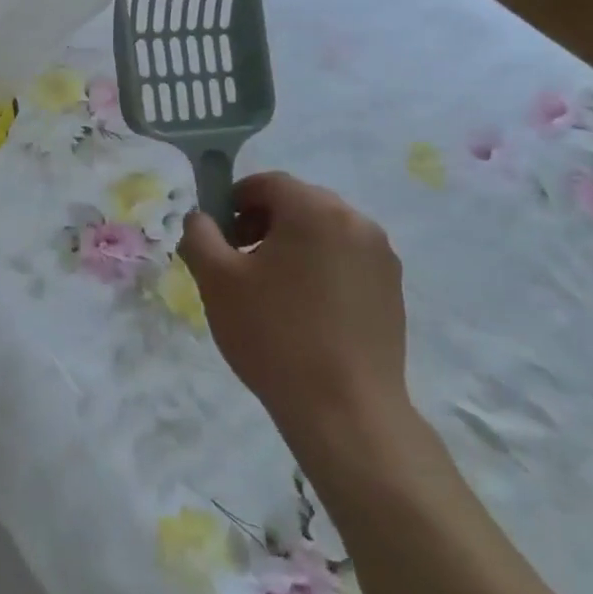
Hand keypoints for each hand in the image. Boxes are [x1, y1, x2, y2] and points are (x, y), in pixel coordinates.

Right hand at [179, 172, 415, 473]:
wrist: (346, 411)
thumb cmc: (273, 335)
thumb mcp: (216, 280)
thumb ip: (199, 235)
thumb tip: (201, 219)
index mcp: (315, 210)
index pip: (268, 183)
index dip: (235, 200)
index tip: (218, 234)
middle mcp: (356, 221)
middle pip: (298, 204)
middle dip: (262, 222)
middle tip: (238, 260)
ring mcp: (381, 257)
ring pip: (324, 232)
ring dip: (292, 245)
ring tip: (270, 289)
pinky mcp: (393, 290)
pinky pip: (346, 260)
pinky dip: (319, 268)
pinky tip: (303, 310)